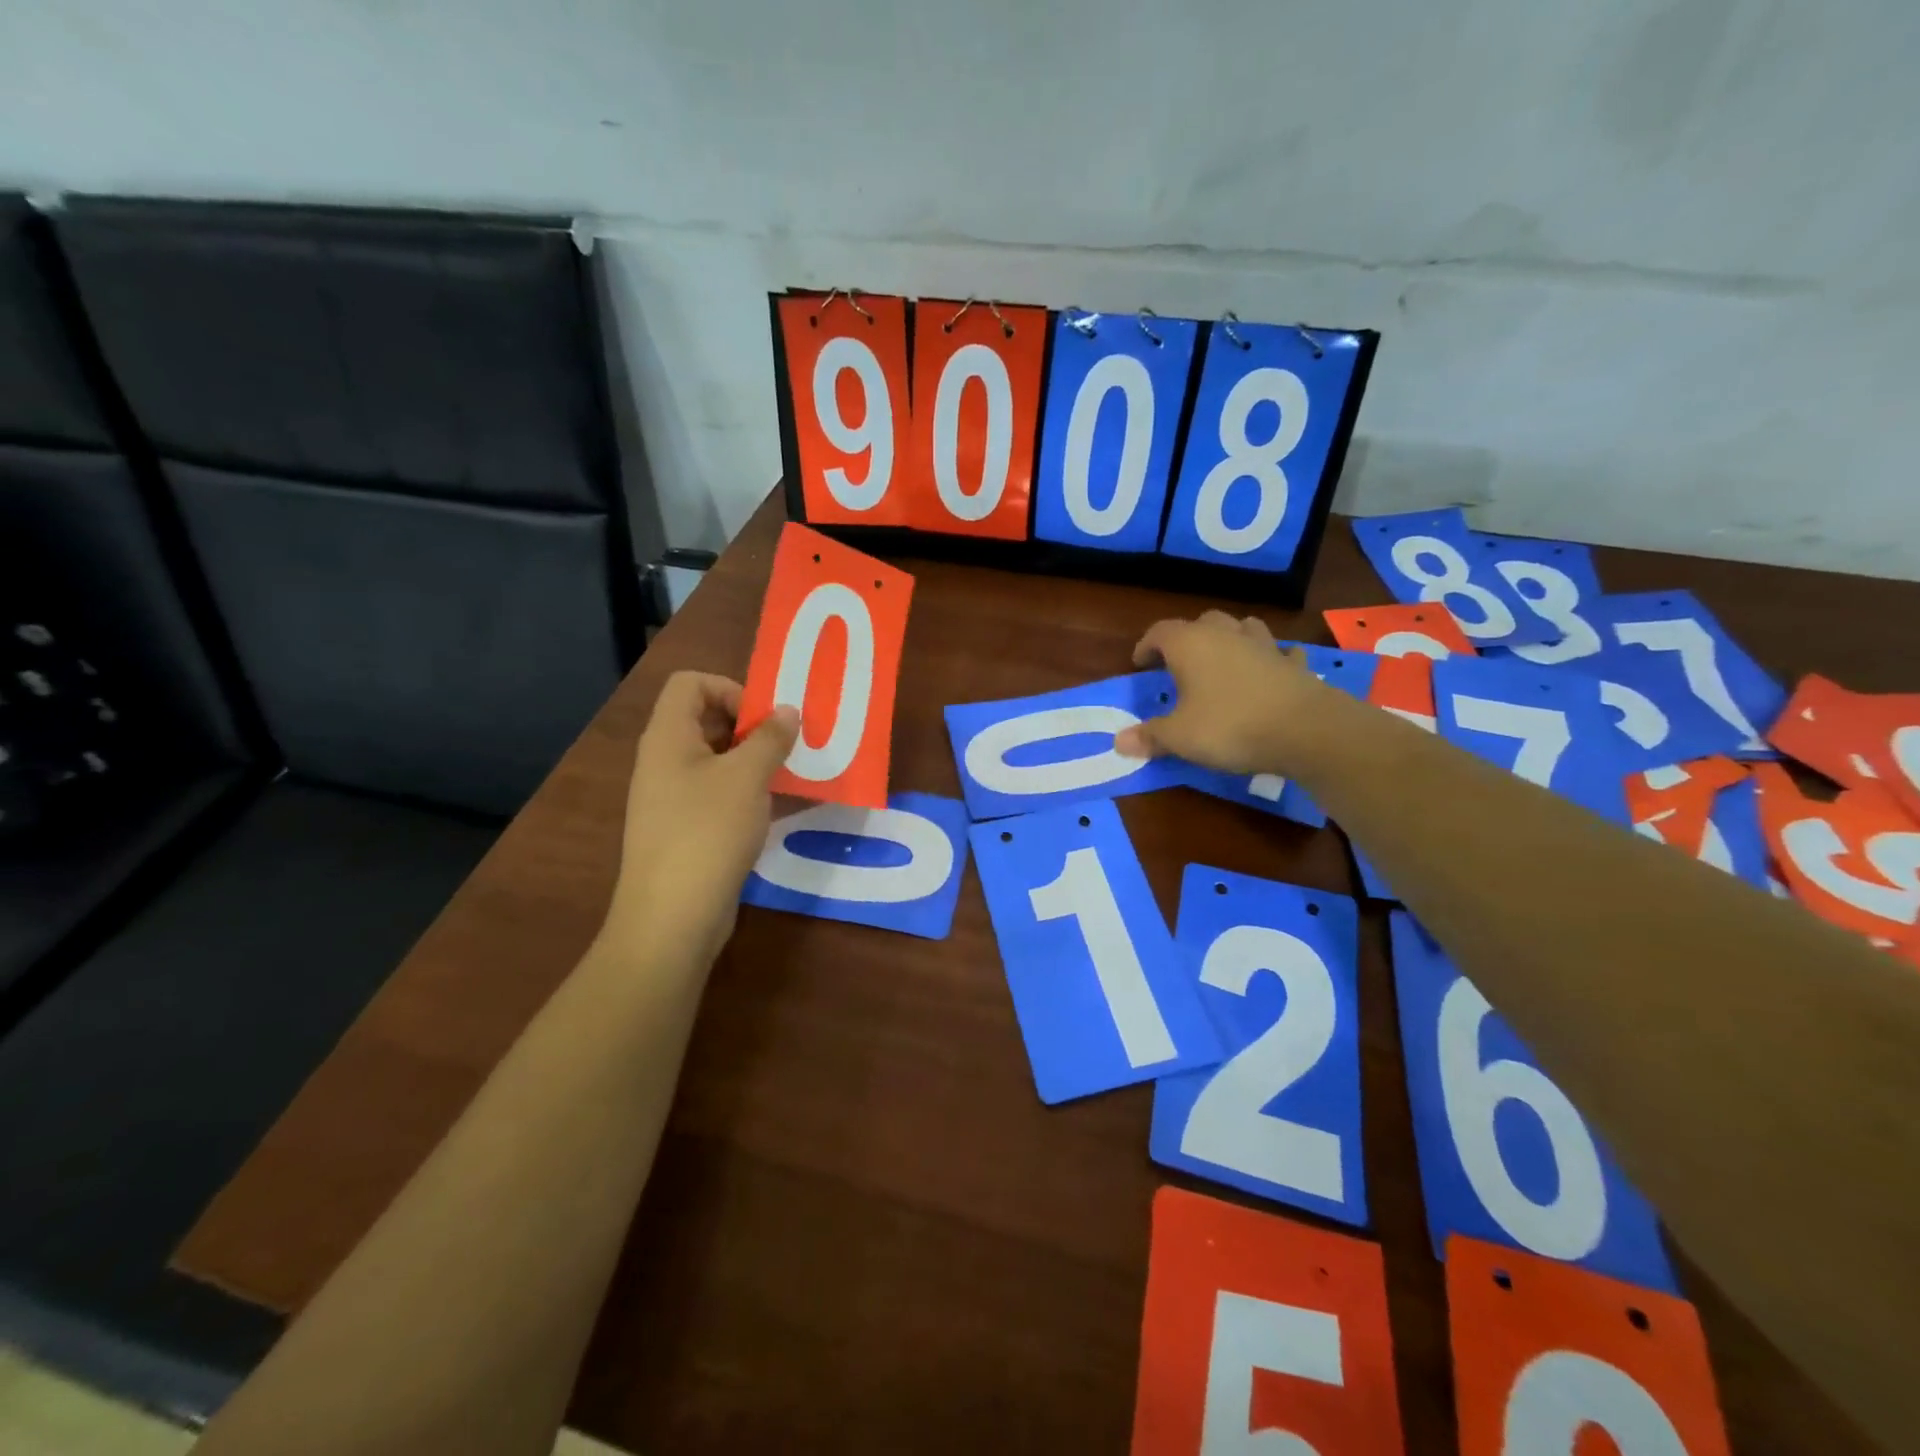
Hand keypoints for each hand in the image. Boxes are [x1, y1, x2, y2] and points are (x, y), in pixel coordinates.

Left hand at [609, 671, 798, 963]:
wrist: (673, 918)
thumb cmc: (707, 833)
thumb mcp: (746, 777)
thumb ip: (770, 738)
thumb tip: (787, 710)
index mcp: (668, 737)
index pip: (691, 683)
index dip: (730, 688)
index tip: (765, 718)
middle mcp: (666, 761)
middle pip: (707, 720)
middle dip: (753, 726)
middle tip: (791, 743)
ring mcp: (675, 798)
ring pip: (719, 760)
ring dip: (758, 761)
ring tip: (796, 772)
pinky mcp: (690, 829)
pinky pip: (722, 795)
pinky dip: (752, 792)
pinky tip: (785, 806)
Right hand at [1115, 611, 1344, 774]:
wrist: (1305, 729)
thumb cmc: (1230, 726)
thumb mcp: (1180, 737)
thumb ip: (1150, 736)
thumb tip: (1119, 742)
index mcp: (1191, 644)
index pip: (1160, 632)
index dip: (1146, 646)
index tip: (1140, 664)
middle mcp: (1226, 635)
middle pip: (1202, 622)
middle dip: (1188, 638)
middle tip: (1179, 664)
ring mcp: (1264, 645)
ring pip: (1242, 627)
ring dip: (1229, 639)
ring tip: (1221, 661)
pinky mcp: (1294, 663)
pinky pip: (1278, 652)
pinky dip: (1269, 659)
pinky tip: (1267, 674)